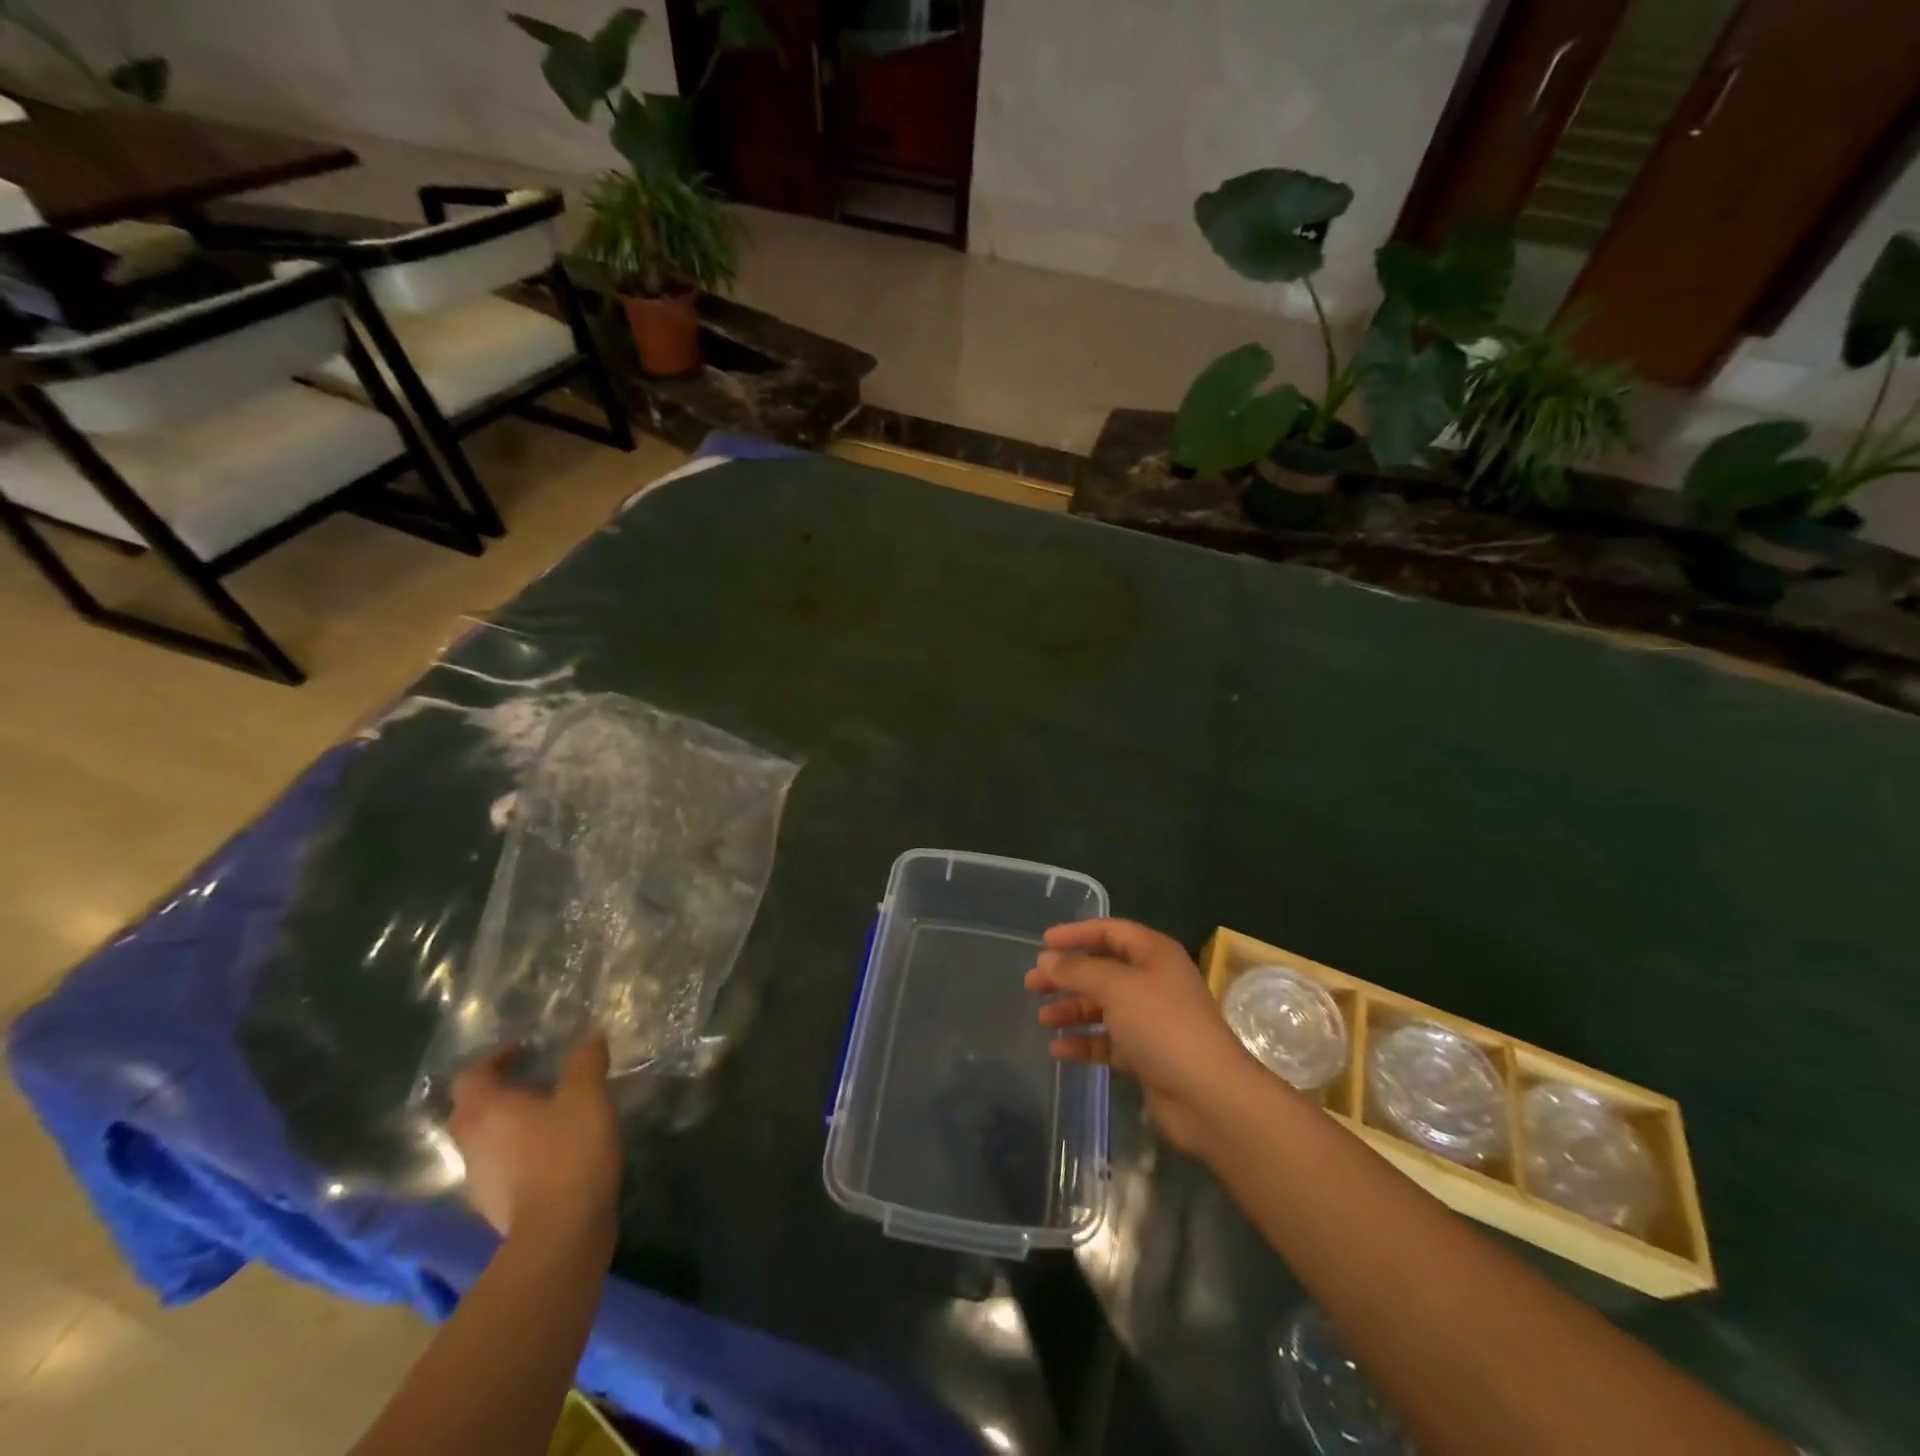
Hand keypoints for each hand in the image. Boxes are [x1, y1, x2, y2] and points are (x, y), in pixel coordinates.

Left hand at [448, 1035, 622, 1241]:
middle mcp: (472, 1143)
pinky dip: (523, 1149)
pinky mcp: (497, 1205)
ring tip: (555, 1112)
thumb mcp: (587, 1095)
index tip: (526, 1048)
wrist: (561, 1234)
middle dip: (503, 1089)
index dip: (496, 1057)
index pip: (472, 1074)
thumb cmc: (568, 1152)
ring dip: (513, 1121)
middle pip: (474, 1108)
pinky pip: (503, 1164)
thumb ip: (586, 1062)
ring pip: (488, 1138)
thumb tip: (589, 1036)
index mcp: (485, 1110)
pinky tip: (557, 1148)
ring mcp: (480, 1179)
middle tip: (541, 1078)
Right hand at [1027, 920, 1262, 1155]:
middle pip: (1102, 970)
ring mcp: (1151, 1020)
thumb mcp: (1116, 987)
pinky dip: (1084, 1042)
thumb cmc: (1162, 1025)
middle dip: (1067, 976)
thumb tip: (1047, 961)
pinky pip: (1108, 1041)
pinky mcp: (1147, 1054)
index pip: (1110, 931)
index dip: (1076, 934)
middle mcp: (1153, 981)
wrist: (1208, 1096)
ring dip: (1072, 1010)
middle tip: (1032, 984)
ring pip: (1103, 1006)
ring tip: (1042, 1018)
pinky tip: (1059, 1050)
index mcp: (1153, 954)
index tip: (1043, 943)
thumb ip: (1078, 971)